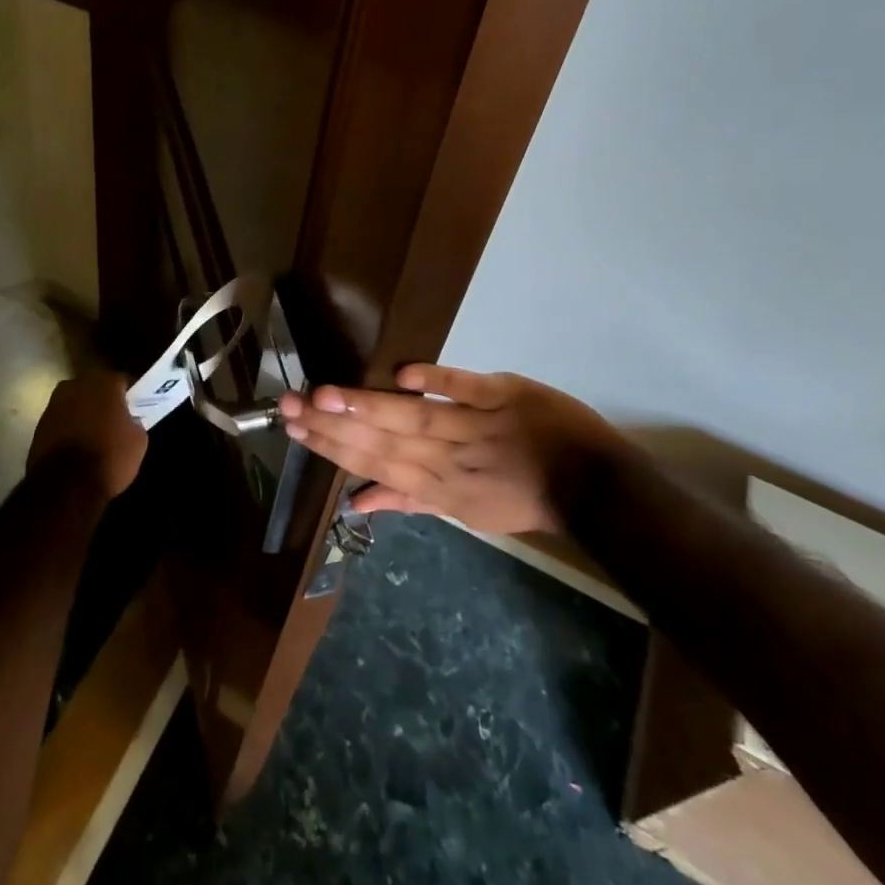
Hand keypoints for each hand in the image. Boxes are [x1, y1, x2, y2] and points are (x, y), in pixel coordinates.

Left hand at [27, 372, 147, 501]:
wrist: (65, 486)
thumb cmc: (109, 458)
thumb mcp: (138, 442)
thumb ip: (134, 422)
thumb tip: (128, 421)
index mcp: (105, 383)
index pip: (122, 381)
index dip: (129, 396)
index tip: (134, 409)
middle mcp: (77, 385)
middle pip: (95, 388)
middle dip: (103, 401)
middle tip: (113, 420)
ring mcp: (54, 404)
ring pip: (75, 403)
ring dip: (83, 413)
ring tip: (93, 435)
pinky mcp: (39, 425)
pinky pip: (61, 421)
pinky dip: (68, 428)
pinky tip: (75, 446)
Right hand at [277, 364, 628, 534]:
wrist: (594, 484)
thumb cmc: (523, 497)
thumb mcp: (466, 510)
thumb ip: (411, 501)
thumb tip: (356, 502)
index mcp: (439, 487)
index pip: (375, 466)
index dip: (333, 449)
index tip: (294, 429)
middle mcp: (449, 459)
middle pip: (384, 442)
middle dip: (333, 425)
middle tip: (289, 405)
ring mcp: (477, 426)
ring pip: (415, 418)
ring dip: (368, 407)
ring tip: (323, 394)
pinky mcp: (504, 395)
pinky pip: (468, 389)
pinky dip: (438, 383)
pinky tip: (403, 375)